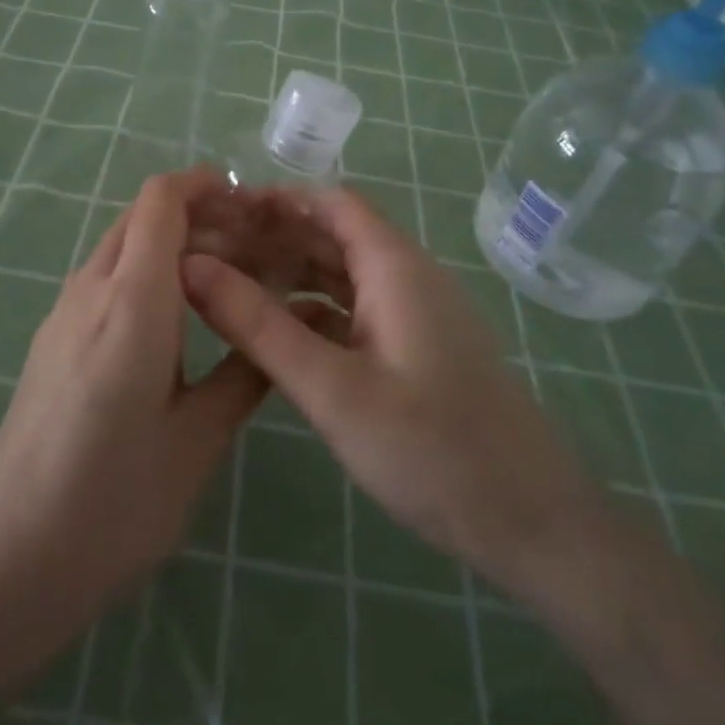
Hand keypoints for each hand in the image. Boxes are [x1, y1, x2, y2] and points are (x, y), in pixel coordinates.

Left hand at [0, 169, 268, 623]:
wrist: (10, 560)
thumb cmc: (114, 500)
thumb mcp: (199, 439)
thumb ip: (246, 371)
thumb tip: (291, 326)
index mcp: (131, 300)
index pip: (160, 200)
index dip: (205, 185)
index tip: (251, 204)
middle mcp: (89, 291)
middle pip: (140, 217)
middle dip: (196, 214)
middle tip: (251, 249)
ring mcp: (61, 316)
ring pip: (119, 248)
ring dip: (168, 245)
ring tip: (222, 283)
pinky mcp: (51, 342)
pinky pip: (102, 281)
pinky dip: (143, 275)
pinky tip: (175, 323)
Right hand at [181, 186, 598, 589]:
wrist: (533, 525)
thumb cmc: (431, 450)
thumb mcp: (331, 388)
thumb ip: (258, 326)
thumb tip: (191, 266)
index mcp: (396, 267)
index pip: (332, 202)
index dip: (277, 199)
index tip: (219, 214)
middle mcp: (410, 278)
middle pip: (336, 234)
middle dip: (276, 235)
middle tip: (211, 253)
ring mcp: (418, 316)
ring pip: (345, 275)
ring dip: (294, 273)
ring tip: (232, 286)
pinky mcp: (420, 351)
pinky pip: (358, 312)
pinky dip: (316, 311)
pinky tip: (279, 334)